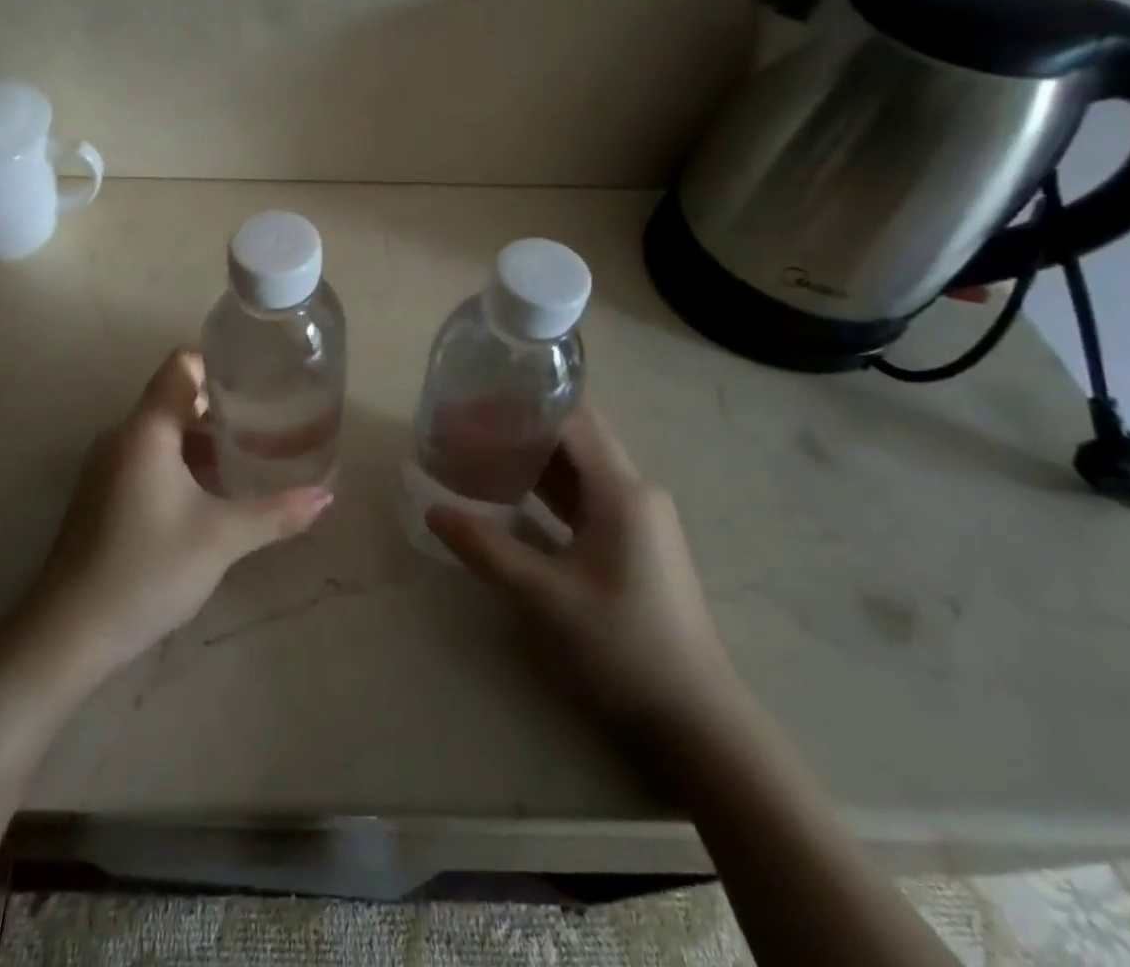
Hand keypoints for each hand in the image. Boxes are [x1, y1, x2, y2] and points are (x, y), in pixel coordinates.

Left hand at [10, 349, 333, 690]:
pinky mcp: (102, 493)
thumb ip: (276, 512)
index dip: (219, 362)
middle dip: (222, 406)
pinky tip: (212, 492)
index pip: (181, 365)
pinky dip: (182, 461)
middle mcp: (122, 435)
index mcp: (146, 429)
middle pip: (175, 397)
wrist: (68, 632)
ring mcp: (107, 465)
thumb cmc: (147, 569)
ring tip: (249, 455)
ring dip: (203, 438)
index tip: (259, 378)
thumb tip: (327, 496)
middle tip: (269, 419)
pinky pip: (148, 457)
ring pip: (163, 431)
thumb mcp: (221, 538)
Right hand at [426, 407, 740, 743]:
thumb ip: (486, 548)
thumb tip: (433, 511)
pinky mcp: (632, 544)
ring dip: (530, 459)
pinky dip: (546, 490)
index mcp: (622, 491)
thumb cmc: (621, 647)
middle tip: (464, 429)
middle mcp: (634, 492)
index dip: (520, 407)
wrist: (695, 722)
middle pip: (573, 439)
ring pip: (577, 469)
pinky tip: (509, 496)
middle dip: (518, 429)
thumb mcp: (544, 596)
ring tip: (477, 454)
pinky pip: (583, 498)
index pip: (570, 420)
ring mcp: (637, 519)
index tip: (472, 407)